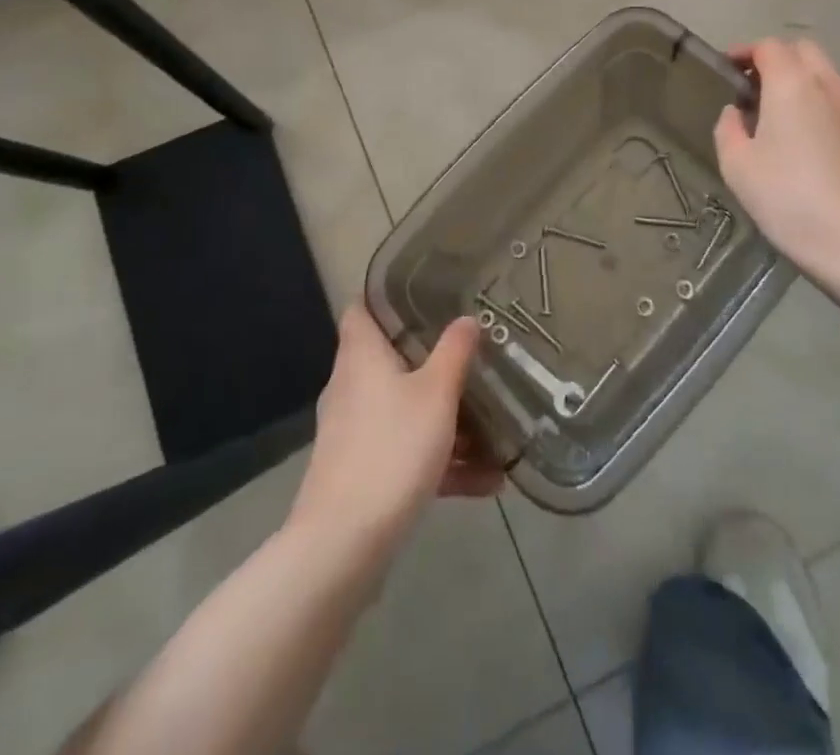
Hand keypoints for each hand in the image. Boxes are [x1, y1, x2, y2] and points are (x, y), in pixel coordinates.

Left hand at [288, 307, 502, 561]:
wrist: (344, 545)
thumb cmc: (392, 449)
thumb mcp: (436, 394)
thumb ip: (454, 352)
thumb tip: (466, 318)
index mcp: (361, 357)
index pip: (362, 310)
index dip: (387, 298)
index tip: (426, 295)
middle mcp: (351, 388)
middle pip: (390, 360)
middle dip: (432, 361)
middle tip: (472, 356)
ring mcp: (354, 433)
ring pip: (405, 411)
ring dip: (446, 421)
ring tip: (495, 432)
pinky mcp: (361, 474)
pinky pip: (406, 453)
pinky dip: (440, 461)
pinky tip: (486, 483)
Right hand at [714, 37, 839, 281]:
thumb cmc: (786, 197)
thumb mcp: (736, 165)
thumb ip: (728, 128)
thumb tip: (736, 113)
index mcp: (792, 84)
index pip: (769, 47)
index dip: (744, 52)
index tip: (727, 69)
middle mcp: (828, 85)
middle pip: (803, 50)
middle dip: (776, 59)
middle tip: (753, 87)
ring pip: (826, 74)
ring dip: (800, 81)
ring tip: (778, 113)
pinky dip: (819, 104)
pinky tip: (807, 140)